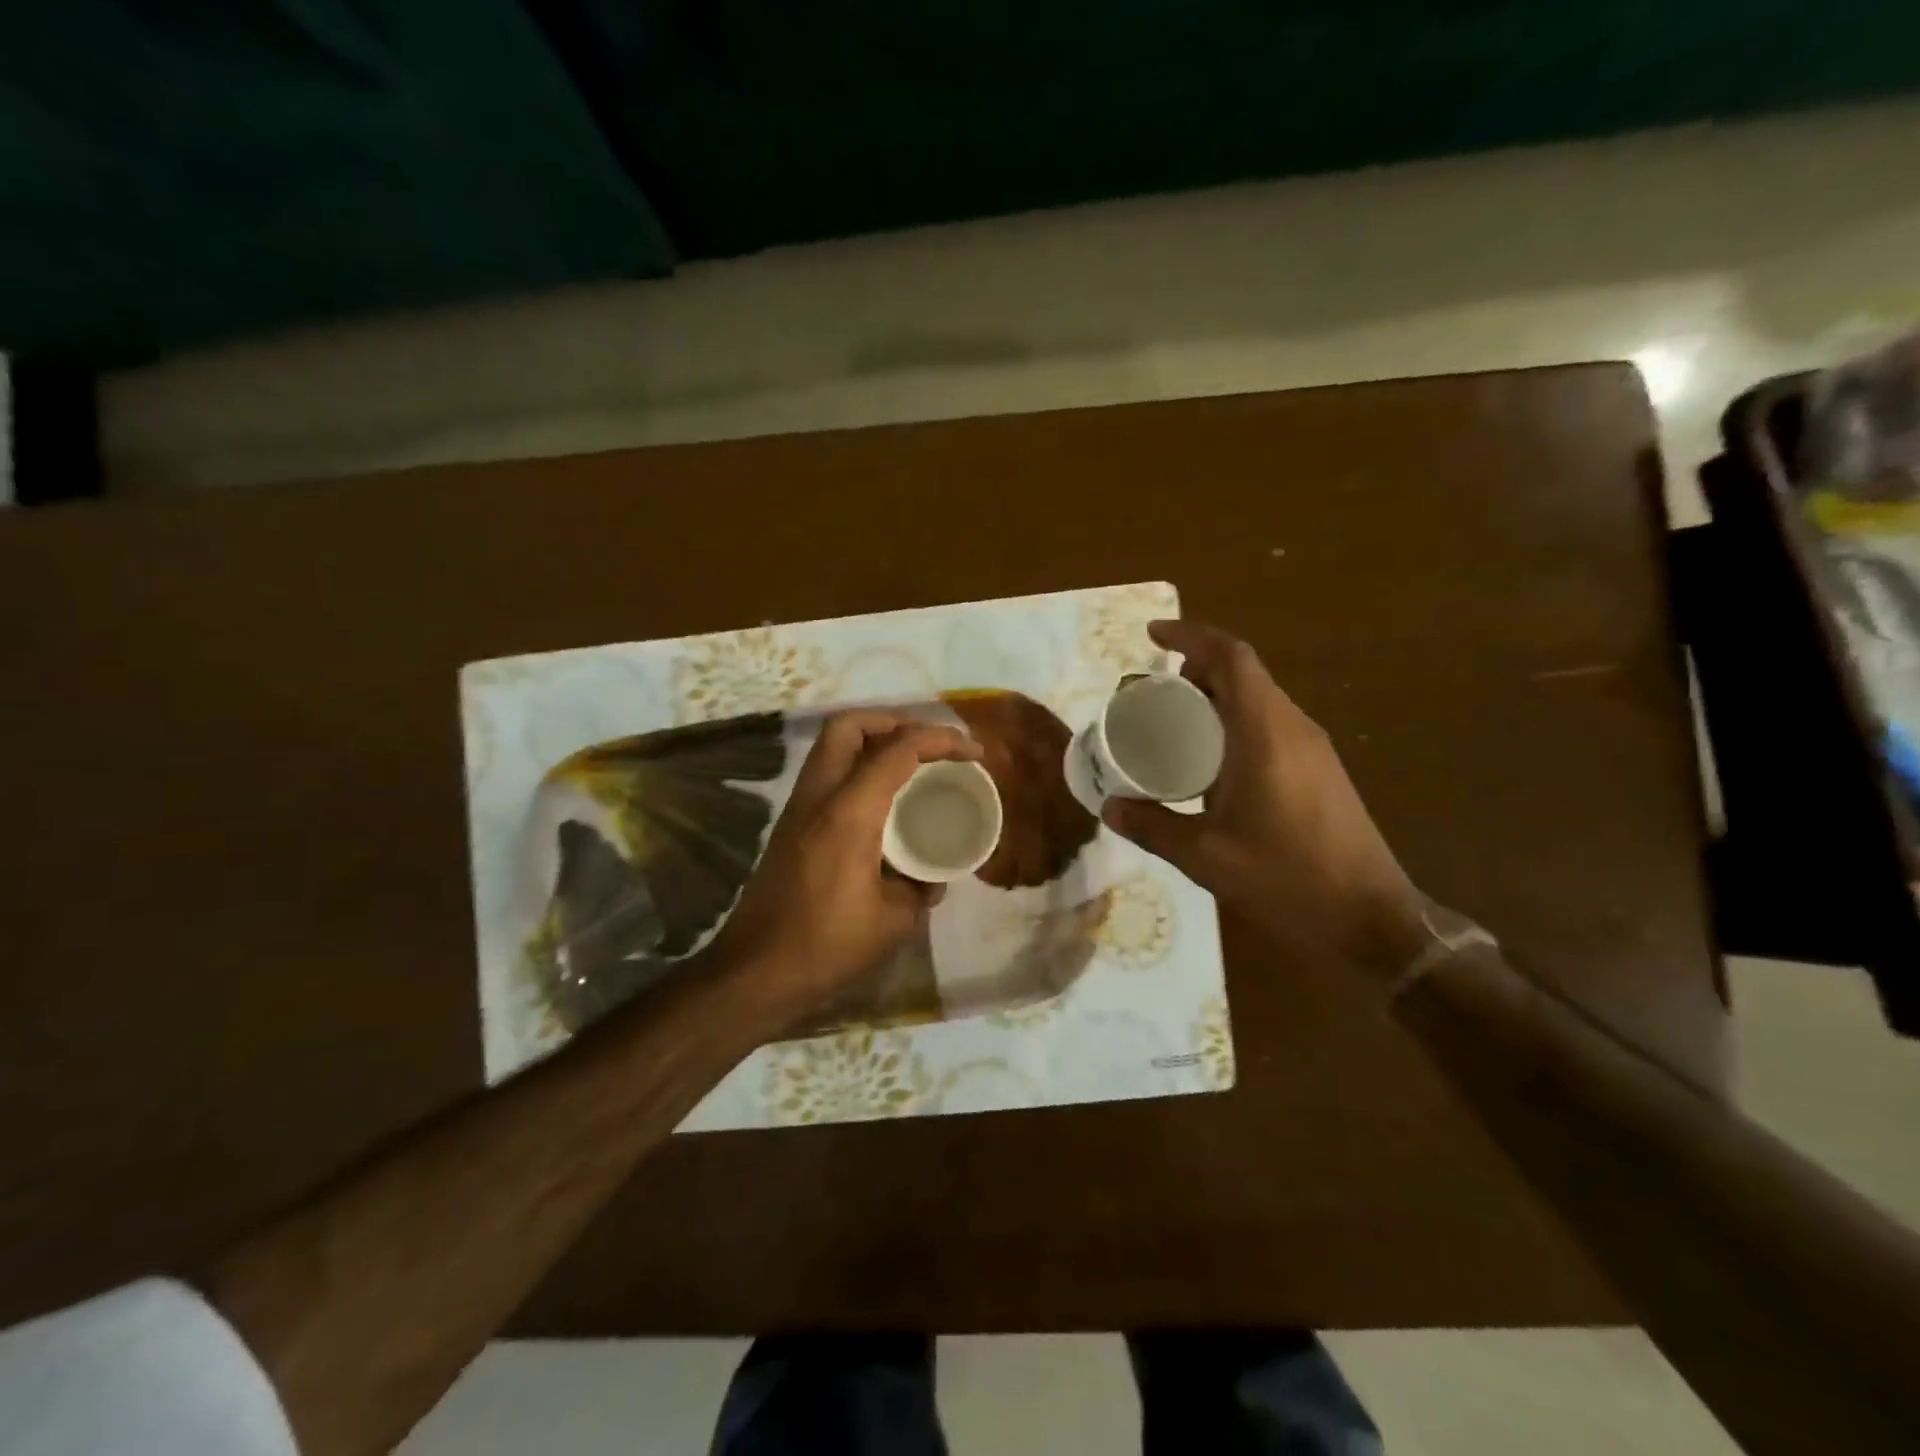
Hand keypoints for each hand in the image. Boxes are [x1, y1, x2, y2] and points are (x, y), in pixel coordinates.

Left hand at [710, 711, 982, 1025]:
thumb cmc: (826, 947)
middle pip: (850, 725)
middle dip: (896, 721)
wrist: (754, 974)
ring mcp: (799, 809)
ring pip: (832, 746)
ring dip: (873, 741)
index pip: (898, 750)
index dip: (941, 740)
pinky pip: (827, 774)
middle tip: (930, 745)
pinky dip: (858, 768)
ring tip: (912, 764)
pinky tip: (883, 800)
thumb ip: (921, 890)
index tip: (974, 752)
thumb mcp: (893, 923)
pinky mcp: (790, 826)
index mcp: (849, 813)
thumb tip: (934, 878)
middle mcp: (819, 797)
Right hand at [1103, 621, 1427, 977]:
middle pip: (1243, 673)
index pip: (1231, 658)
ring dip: (1215, 697)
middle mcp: (1293, 727)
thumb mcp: (1205, 856)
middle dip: (1194, 670)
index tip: (1151, 637)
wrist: (1372, 920)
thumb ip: (1153, 827)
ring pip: (1258, 699)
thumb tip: (1110, 806)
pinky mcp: (1321, 770)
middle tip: (1150, 693)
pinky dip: (1234, 723)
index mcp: (1265, 733)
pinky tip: (1209, 763)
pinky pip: (1270, 725)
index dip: (1191, 637)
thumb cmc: (1287, 879)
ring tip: (1171, 724)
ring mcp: (1313, 748)